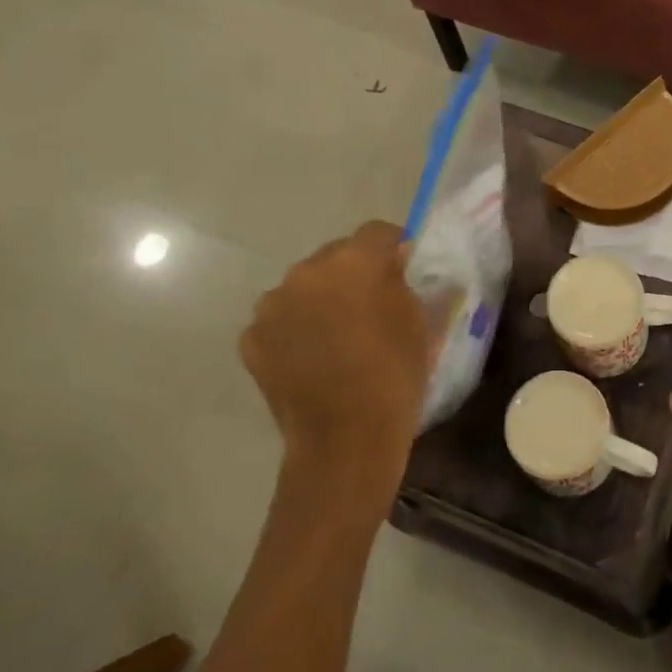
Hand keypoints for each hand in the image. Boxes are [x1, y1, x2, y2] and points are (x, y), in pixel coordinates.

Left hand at [240, 222, 446, 509]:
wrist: (345, 439)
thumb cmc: (395, 374)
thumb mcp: (419, 321)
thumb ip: (404, 282)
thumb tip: (395, 265)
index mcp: (353, 262)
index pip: (377, 232)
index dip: (393, 247)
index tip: (403, 268)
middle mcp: (306, 272)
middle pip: (335, 257)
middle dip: (353, 273)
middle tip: (370, 306)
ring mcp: (272, 305)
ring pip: (304, 287)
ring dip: (320, 300)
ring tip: (336, 336)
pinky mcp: (252, 338)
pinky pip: (280, 320)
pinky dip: (295, 330)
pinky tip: (312, 358)